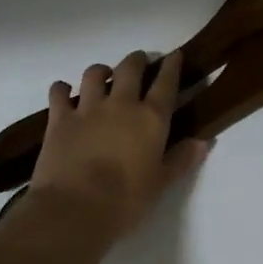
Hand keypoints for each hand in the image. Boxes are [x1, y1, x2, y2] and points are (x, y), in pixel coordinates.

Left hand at [26, 49, 210, 247]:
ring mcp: (88, 108)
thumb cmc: (125, 201)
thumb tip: (203, 141)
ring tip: (103, 75)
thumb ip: (181, 159)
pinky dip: (62, 89)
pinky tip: (64, 92)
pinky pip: (59, 92)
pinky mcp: (60, 118)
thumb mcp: (160, 184)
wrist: (75, 209)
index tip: (174, 54)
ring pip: (94, 73)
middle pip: (130, 68)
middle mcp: (121, 104)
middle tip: (139, 61)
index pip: (166, 83)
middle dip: (136, 60)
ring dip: (101, 71)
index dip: (172, 65)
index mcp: (150, 118)